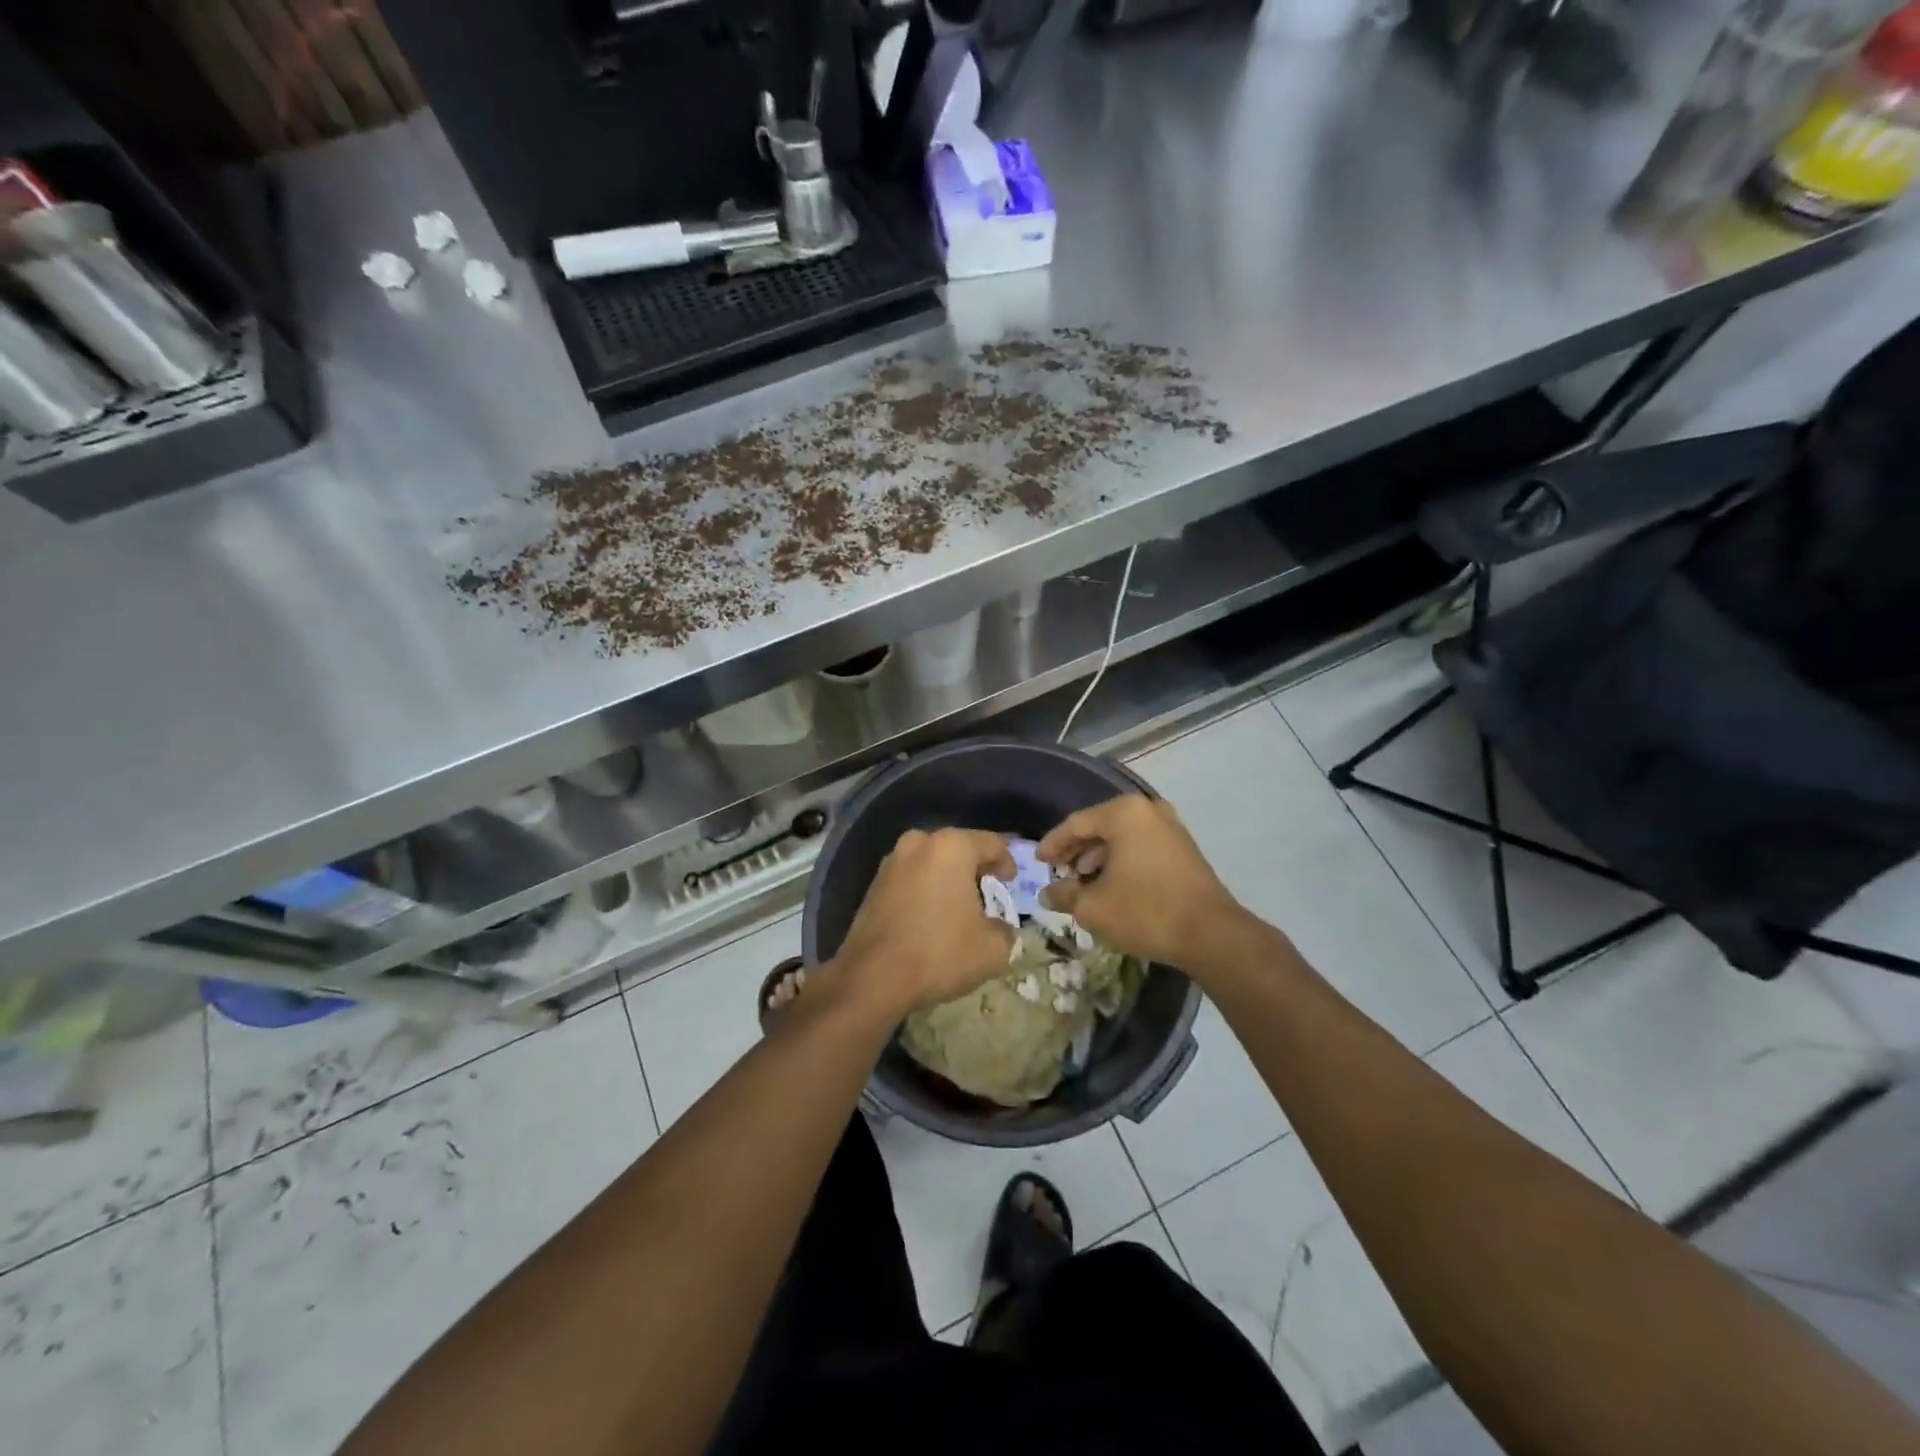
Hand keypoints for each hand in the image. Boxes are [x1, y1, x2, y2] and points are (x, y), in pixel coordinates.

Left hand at [830, 828, 1016, 1017]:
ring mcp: (892, 861)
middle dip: (975, 868)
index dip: (1007, 862)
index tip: (1011, 883)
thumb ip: (1006, 931)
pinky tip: (931, 915)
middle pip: (959, 848)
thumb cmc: (939, 952)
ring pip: (931, 861)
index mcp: (952, 847)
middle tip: (988, 891)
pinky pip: (911, 877)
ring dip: (948, 878)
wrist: (872, 977)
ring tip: (959, 905)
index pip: (992, 843)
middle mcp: (919, 842)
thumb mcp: (992, 949)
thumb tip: (1001, 929)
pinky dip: (925, 889)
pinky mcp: (874, 882)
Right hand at [1037, 795, 1243, 968]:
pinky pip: (1141, 845)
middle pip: (1100, 825)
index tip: (1037, 861)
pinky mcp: (1183, 846)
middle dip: (1076, 850)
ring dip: (1098, 856)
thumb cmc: (1146, 911)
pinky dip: (1121, 859)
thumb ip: (1064, 894)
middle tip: (1057, 870)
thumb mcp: (1094, 907)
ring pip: (1122, 836)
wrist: (1211, 934)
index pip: (1076, 823)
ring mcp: (1170, 826)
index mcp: (1124, 813)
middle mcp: (1148, 810)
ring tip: (1080, 881)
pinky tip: (1110, 883)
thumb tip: (1046, 894)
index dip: (1053, 844)